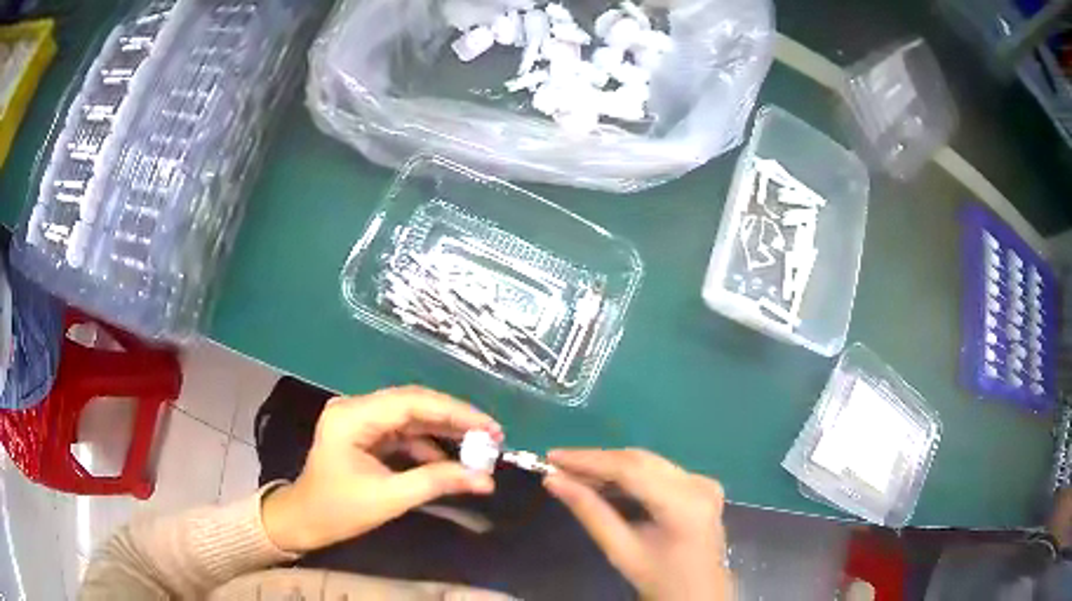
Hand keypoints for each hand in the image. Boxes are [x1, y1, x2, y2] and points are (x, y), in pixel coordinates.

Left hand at [262, 386, 500, 552]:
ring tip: (479, 449)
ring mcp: (361, 420)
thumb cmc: (338, 510)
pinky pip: (404, 433)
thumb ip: (436, 483)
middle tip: (493, 437)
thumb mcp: (388, 498)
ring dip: (445, 433)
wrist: (304, 521)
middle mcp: (356, 408)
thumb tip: (485, 480)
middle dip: (455, 420)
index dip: (456, 413)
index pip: (412, 403)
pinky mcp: (366, 434)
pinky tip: (451, 461)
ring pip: (412, 417)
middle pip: (414, 404)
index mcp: (353, 416)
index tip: (491, 429)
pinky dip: (429, 446)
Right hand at [544, 449, 731, 600]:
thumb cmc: (659, 579)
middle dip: (597, 461)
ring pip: (648, 463)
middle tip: (558, 465)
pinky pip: (658, 471)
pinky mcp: (702, 485)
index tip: (553, 457)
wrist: (698, 593)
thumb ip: (589, 512)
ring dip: (611, 466)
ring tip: (574, 474)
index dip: (589, 460)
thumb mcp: (621, 550)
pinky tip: (604, 482)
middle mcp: (699, 484)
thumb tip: (554, 481)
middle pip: (640, 461)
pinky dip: (629, 475)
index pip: (631, 469)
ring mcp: (704, 482)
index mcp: (685, 504)